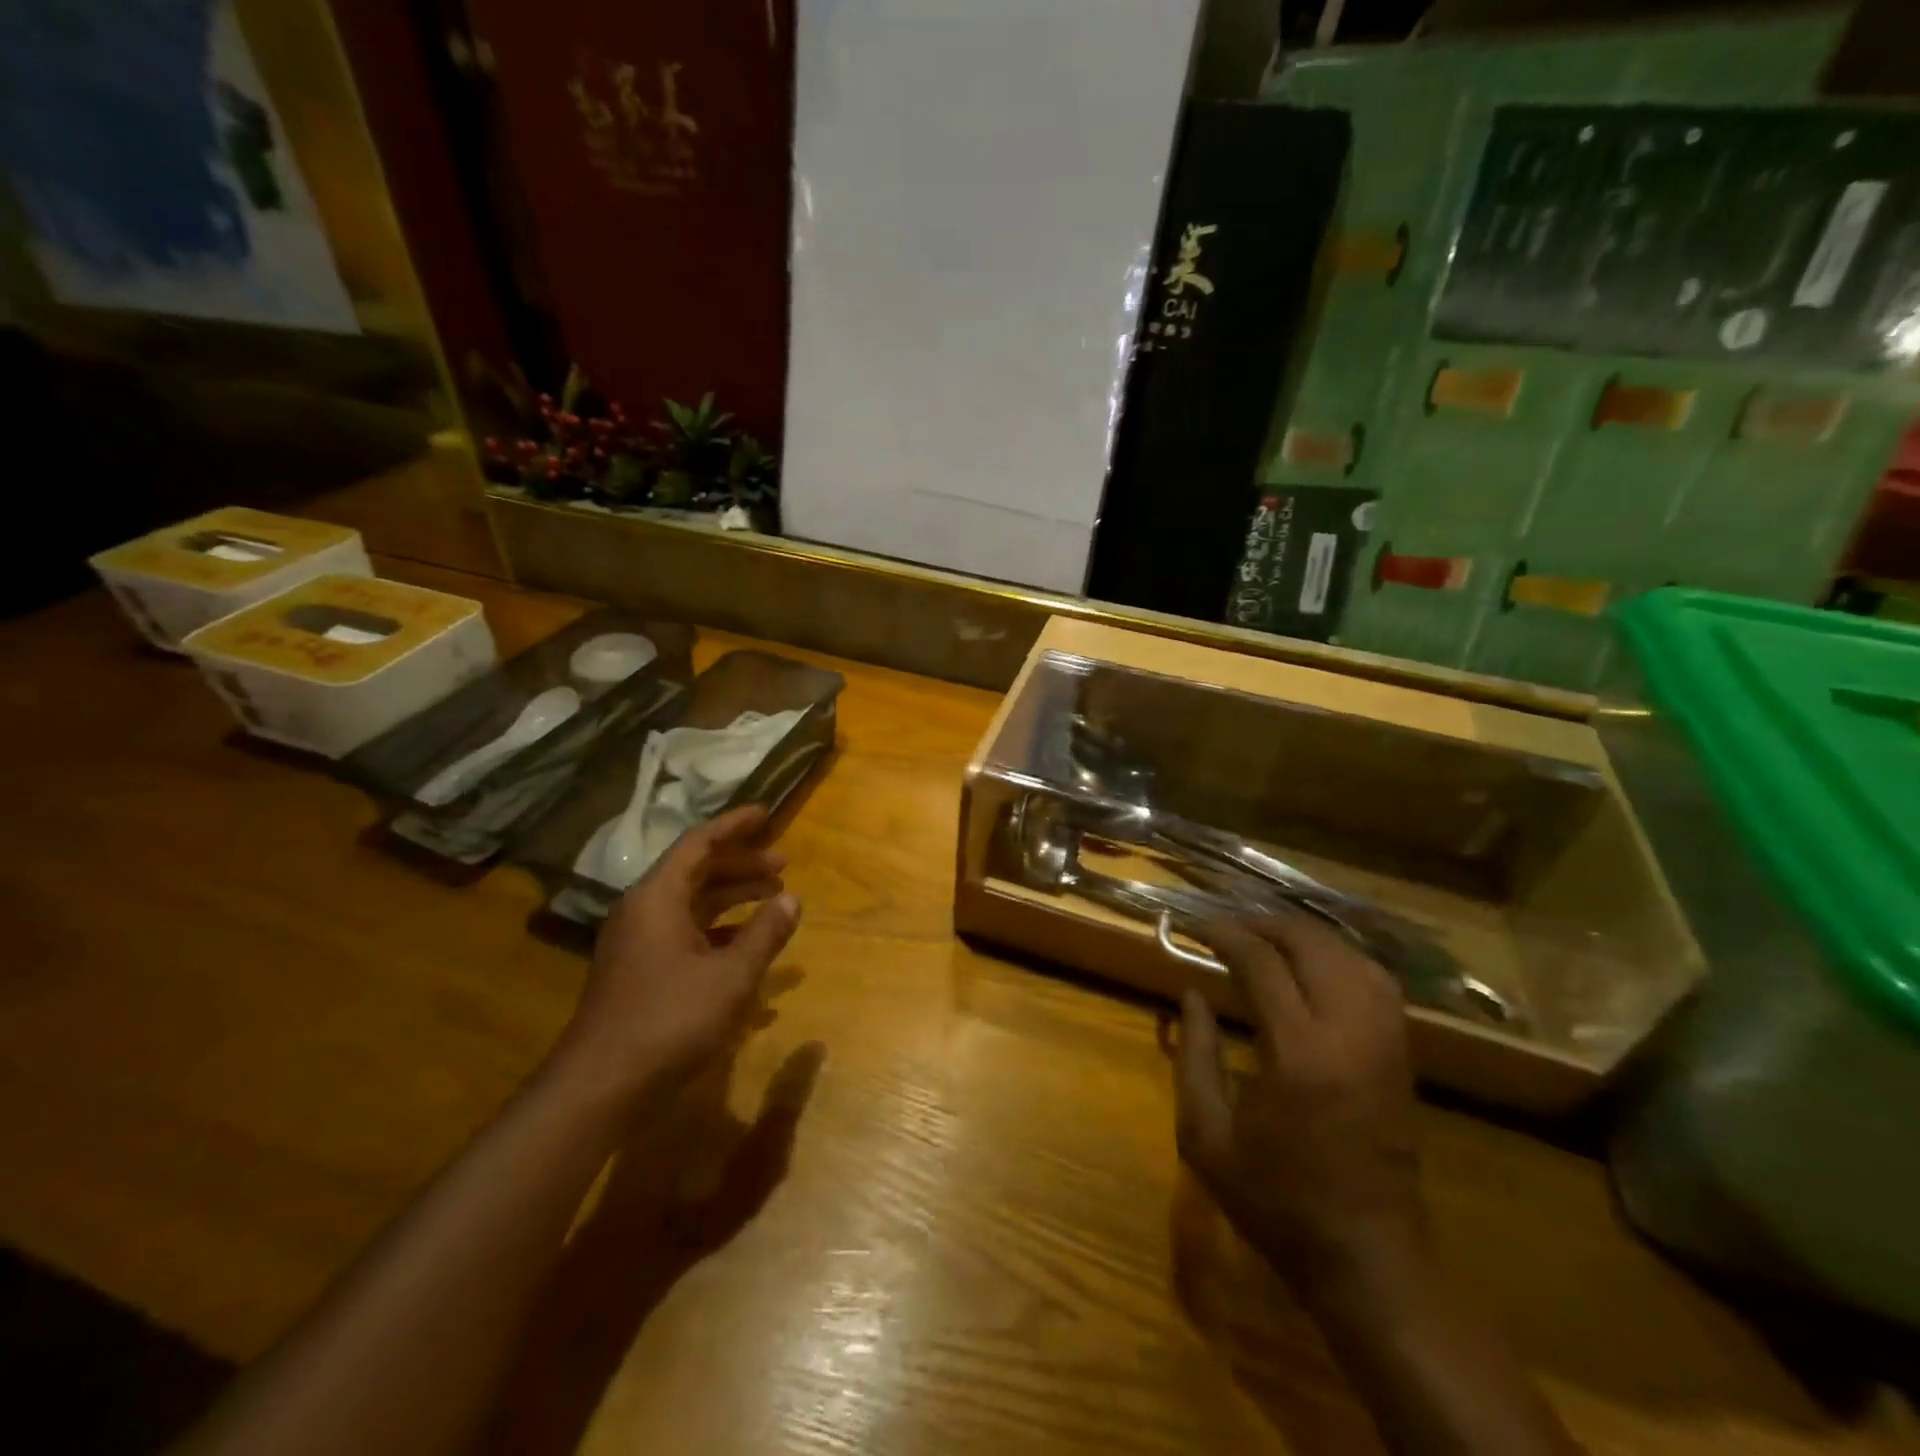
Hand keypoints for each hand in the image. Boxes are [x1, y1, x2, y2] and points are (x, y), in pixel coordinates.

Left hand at [555, 805, 799, 1101]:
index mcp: (658, 897)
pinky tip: (746, 944)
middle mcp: (643, 910)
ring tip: (772, 895)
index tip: (766, 813)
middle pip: (696, 871)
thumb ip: (765, 933)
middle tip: (782, 863)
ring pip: (691, 902)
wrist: (601, 1086)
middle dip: (741, 864)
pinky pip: (685, 931)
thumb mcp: (731, 976)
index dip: (735, 826)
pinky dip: (718, 928)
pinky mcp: (639, 970)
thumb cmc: (670, 1020)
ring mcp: (638, 942)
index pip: (699, 843)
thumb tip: (791, 897)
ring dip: (732, 895)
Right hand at [1173, 912, 1427, 1299]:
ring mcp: (1384, 1041)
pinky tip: (1313, 964)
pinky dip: (1340, 956)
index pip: (1261, 963)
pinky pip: (1376, 980)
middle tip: (1227, 927)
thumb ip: (1194, 1055)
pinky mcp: (1401, 1054)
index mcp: (1298, 1054)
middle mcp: (1349, 1034)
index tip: (1195, 926)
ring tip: (1264, 936)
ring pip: (1350, 955)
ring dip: (1303, 935)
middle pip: (1312, 944)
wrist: (1367, 1257)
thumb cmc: (1276, 1201)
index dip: (1225, 934)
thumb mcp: (1206, 1136)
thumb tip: (1191, 993)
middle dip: (1264, 924)